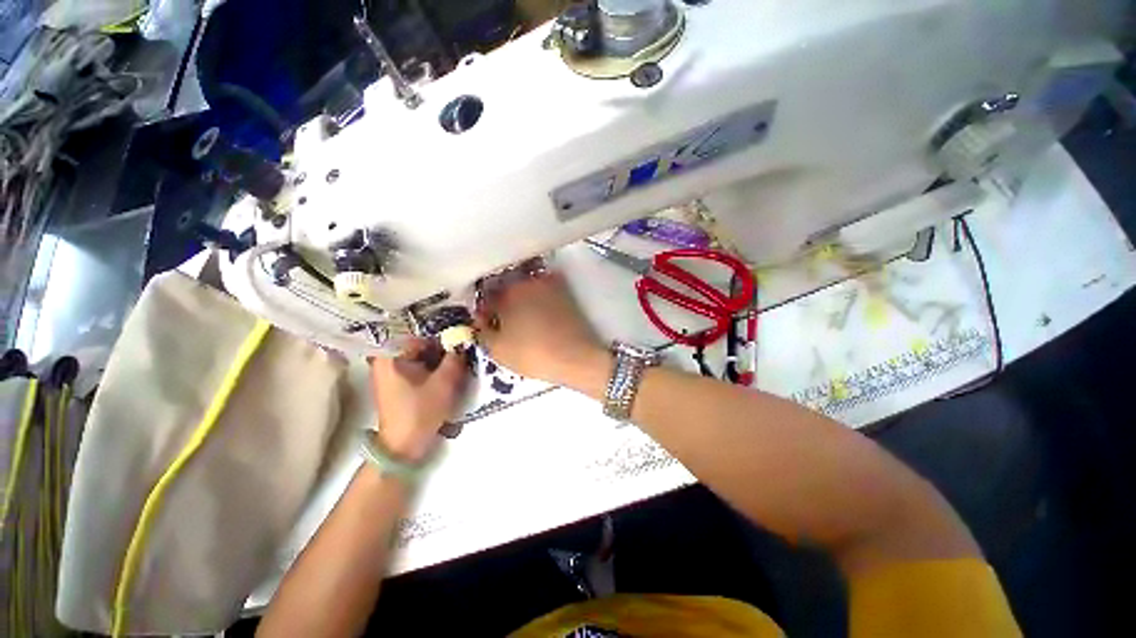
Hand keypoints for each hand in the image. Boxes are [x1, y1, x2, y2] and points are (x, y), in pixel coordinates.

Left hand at [369, 340, 467, 462]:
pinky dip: (432, 368)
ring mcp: (390, 372)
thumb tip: (465, 339)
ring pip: (420, 356)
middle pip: (420, 344)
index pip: (421, 334)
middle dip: (442, 347)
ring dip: (438, 358)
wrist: (403, 446)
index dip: (443, 335)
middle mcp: (386, 360)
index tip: (461, 340)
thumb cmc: (420, 411)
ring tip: (457, 363)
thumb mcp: (444, 382)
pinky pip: (417, 366)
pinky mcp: (396, 383)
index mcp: (391, 356)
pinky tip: (446, 374)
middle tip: (462, 351)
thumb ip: (455, 358)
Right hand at [476, 272, 609, 390]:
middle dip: (502, 302)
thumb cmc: (533, 354)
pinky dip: (539, 298)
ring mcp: (548, 284)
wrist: (576, 356)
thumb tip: (481, 320)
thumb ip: (482, 332)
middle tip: (504, 322)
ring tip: (523, 319)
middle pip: (506, 287)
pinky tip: (541, 315)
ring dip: (520, 298)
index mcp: (507, 293)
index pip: (486, 296)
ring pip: (526, 287)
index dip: (484, 311)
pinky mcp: (565, 292)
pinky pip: (544, 290)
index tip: (487, 324)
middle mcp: (527, 281)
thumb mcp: (497, 350)